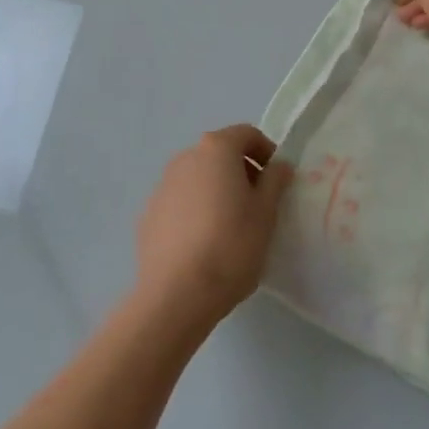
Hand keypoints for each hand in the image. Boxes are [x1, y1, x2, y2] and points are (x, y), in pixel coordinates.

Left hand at [136, 126, 292, 330]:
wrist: (176, 294)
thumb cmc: (231, 246)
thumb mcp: (266, 213)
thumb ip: (275, 181)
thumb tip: (279, 165)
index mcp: (216, 150)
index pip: (246, 134)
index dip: (266, 151)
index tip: (277, 179)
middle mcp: (185, 158)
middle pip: (220, 153)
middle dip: (241, 171)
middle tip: (258, 204)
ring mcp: (162, 186)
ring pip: (198, 178)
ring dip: (217, 190)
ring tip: (231, 227)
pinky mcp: (149, 214)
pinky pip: (180, 202)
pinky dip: (196, 210)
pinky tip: (204, 244)